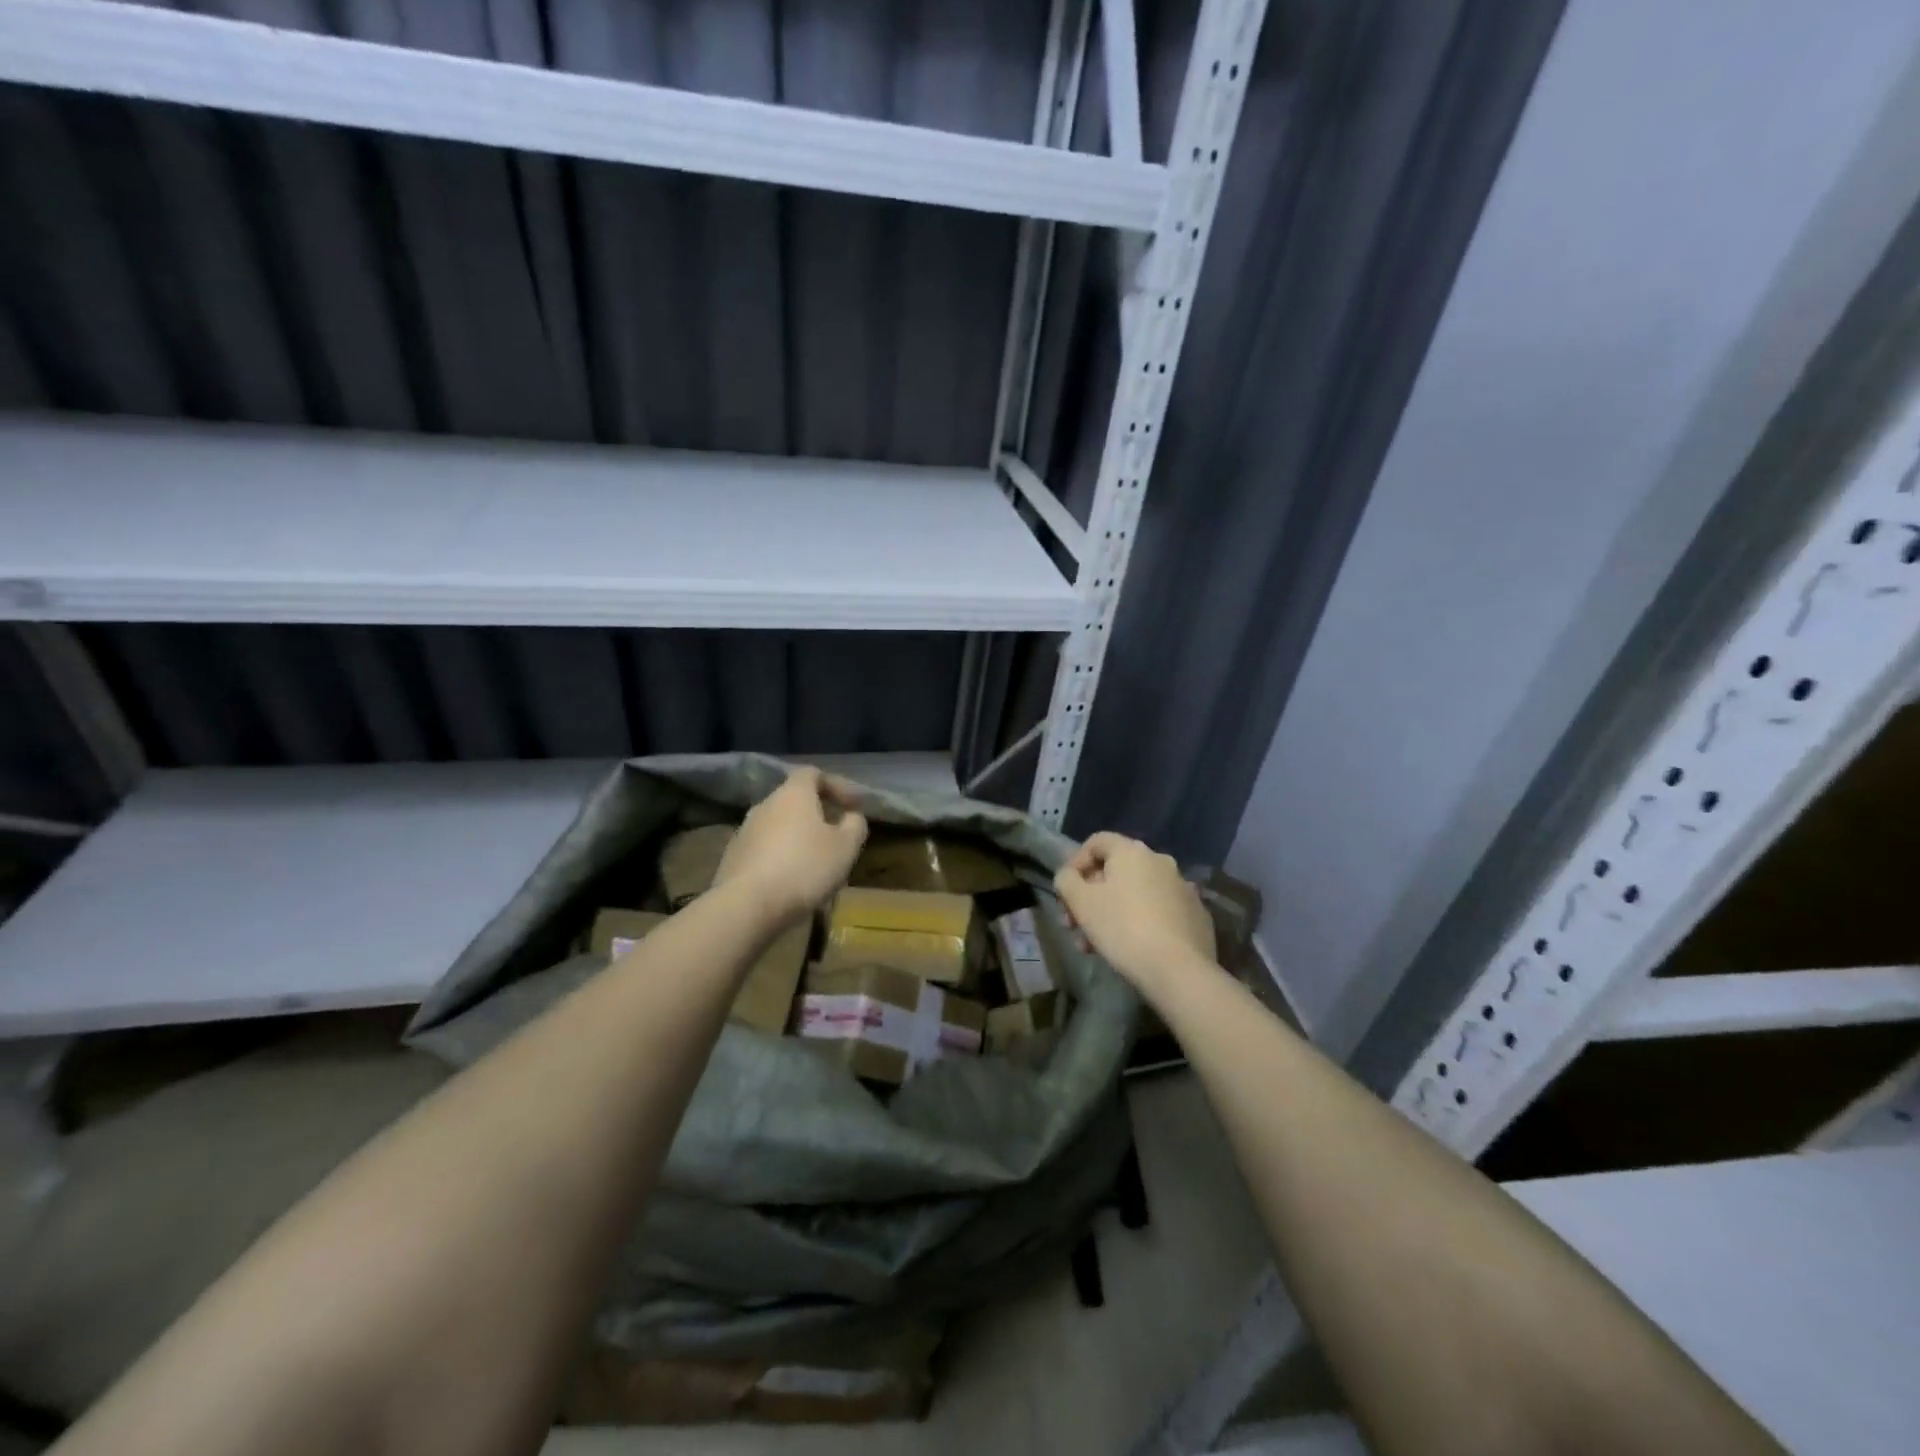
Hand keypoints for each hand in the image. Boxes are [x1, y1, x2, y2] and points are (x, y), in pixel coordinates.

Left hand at [713, 767, 868, 923]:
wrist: (746, 905)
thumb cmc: (804, 868)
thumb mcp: (845, 847)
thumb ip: (855, 825)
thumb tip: (851, 816)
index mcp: (793, 794)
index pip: (813, 773)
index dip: (836, 785)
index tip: (854, 806)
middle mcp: (765, 805)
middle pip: (795, 802)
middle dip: (818, 817)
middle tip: (837, 839)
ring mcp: (744, 832)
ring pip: (779, 828)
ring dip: (798, 841)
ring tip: (816, 867)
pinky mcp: (732, 859)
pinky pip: (764, 851)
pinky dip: (781, 859)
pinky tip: (791, 883)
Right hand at [1054, 832, 1215, 998]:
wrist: (1179, 971)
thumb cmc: (1123, 928)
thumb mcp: (1081, 902)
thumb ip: (1066, 881)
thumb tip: (1069, 876)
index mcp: (1133, 851)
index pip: (1096, 842)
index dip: (1075, 863)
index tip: (1066, 893)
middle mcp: (1161, 861)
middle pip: (1115, 872)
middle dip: (1090, 897)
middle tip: (1074, 926)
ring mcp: (1183, 889)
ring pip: (1136, 895)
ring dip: (1111, 913)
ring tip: (1095, 946)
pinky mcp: (1196, 915)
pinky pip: (1159, 912)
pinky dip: (1140, 923)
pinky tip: (1130, 949)